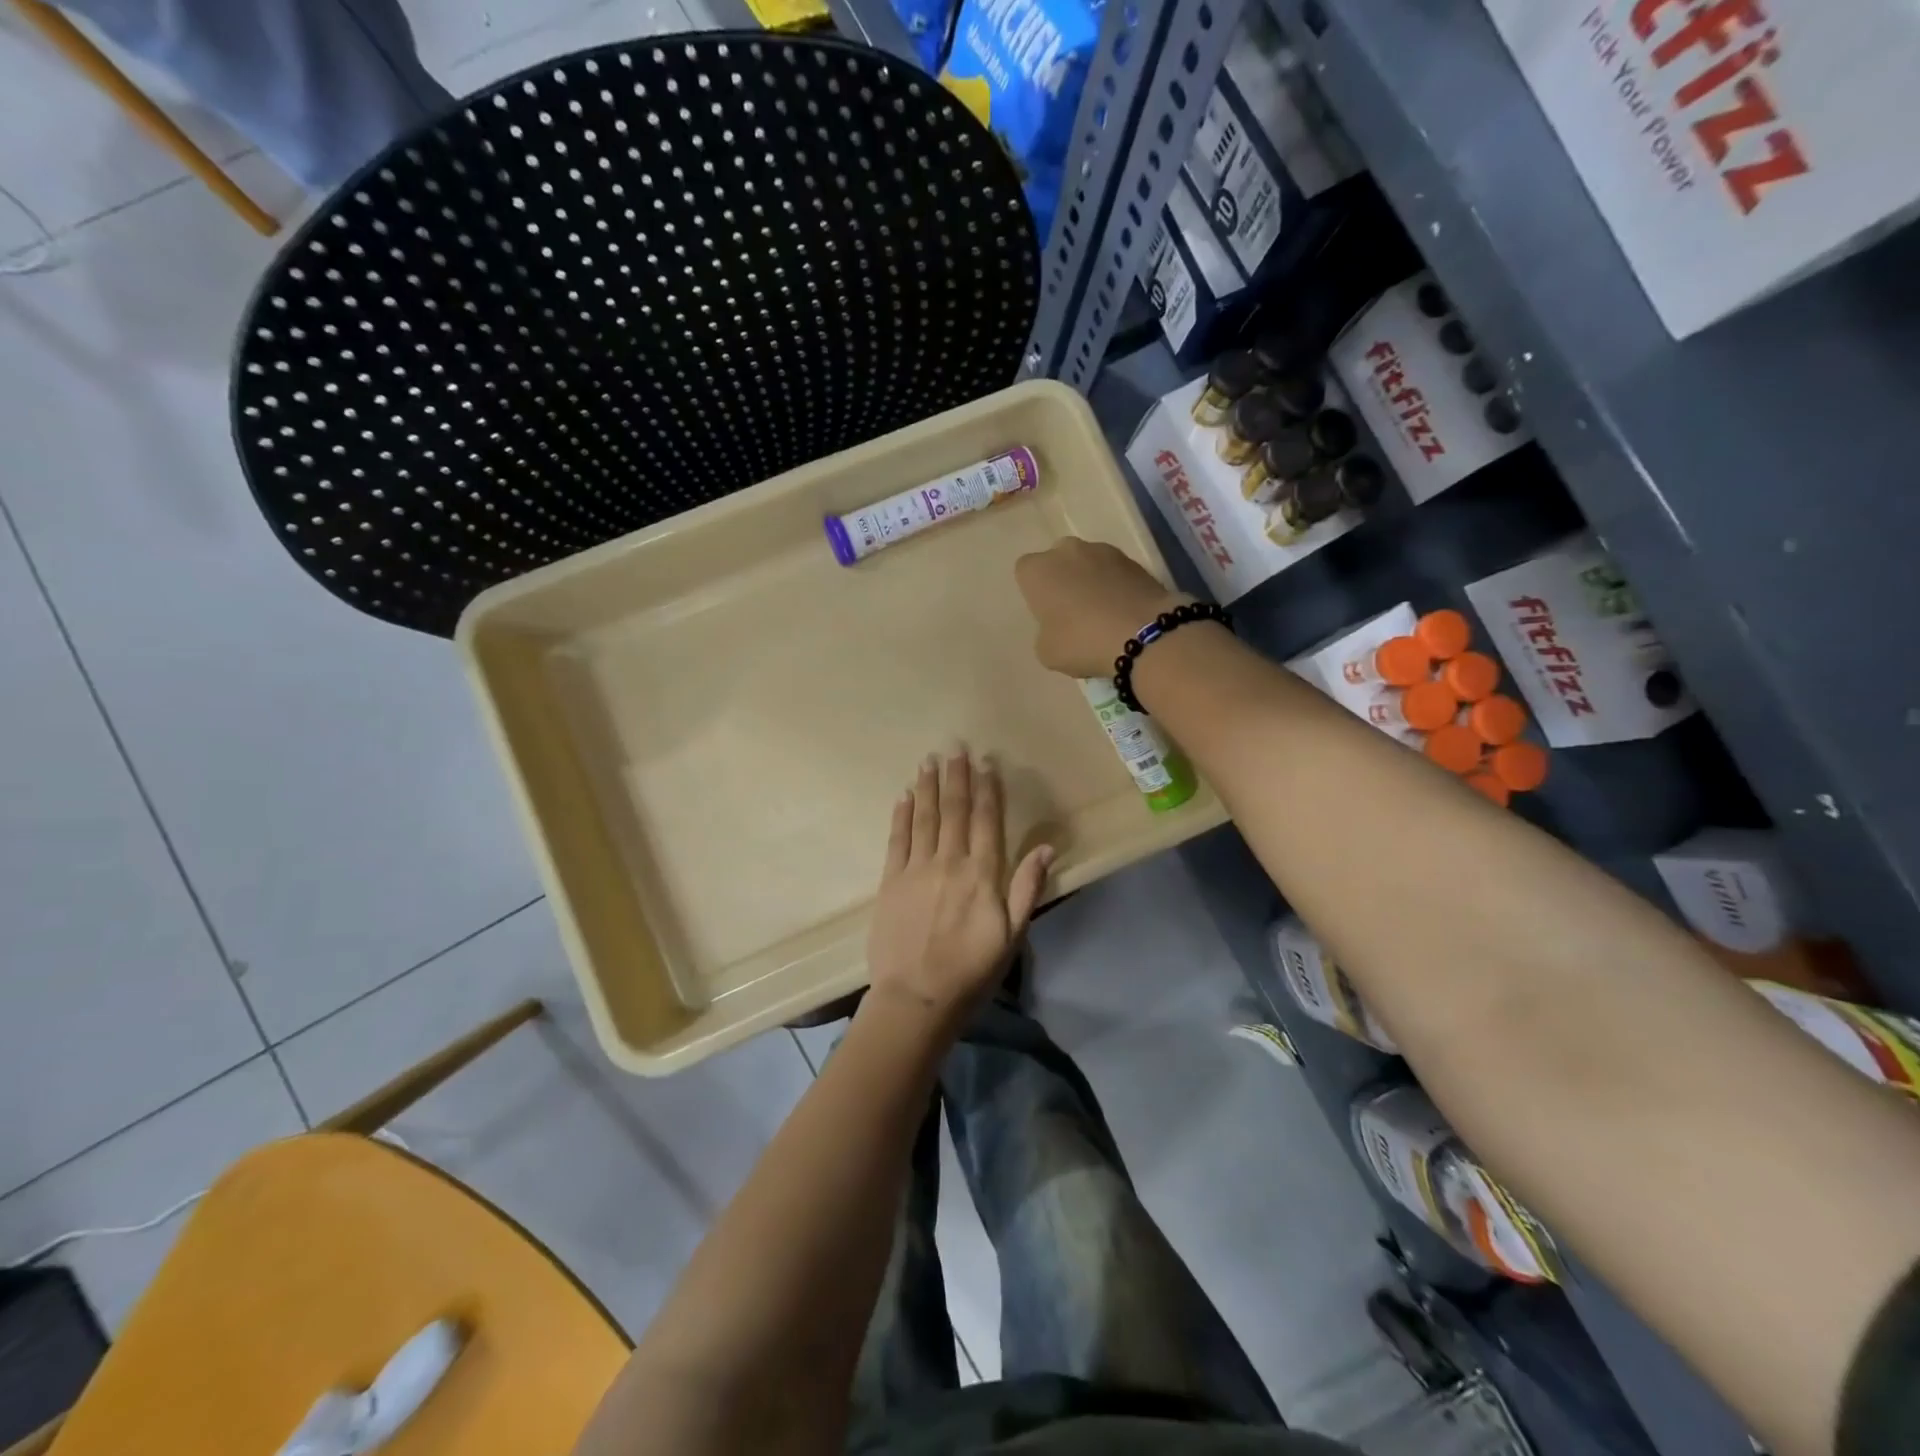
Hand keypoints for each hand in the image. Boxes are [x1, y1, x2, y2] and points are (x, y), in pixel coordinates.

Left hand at [865, 749, 1052, 1025]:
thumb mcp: (1012, 936)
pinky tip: (904, 796)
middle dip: (956, 777)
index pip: (986, 821)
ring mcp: (916, 870)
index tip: (986, 763)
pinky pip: (897, 840)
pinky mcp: (890, 882)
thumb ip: (1027, 888)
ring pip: (924, 818)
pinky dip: (901, 815)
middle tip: (955, 748)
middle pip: (954, 811)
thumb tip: (1048, 848)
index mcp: (982, 875)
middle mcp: (949, 862)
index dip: (987, 790)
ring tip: (929, 761)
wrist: (917, 998)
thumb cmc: (971, 971)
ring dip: (928, 787)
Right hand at [1014, 538, 1182, 678]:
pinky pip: (1115, 573)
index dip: (1035, 592)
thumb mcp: (1047, 652)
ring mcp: (1104, 551)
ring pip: (1088, 563)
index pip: (1025, 571)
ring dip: (1091, 581)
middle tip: (1072, 612)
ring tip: (1102, 614)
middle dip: (1063, 579)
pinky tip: (1122, 612)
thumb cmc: (1082, 642)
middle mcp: (1067, 550)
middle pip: (1058, 560)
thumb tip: (1058, 627)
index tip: (1046, 613)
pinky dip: (1116, 586)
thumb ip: (1045, 632)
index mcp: (1038, 570)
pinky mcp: (1134, 560)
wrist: (1142, 634)